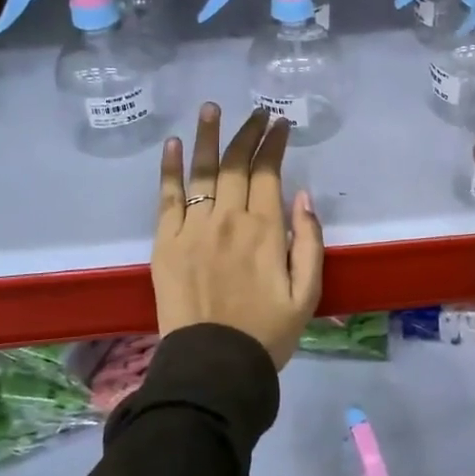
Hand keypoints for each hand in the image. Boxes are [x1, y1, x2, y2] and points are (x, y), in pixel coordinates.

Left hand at [154, 104, 324, 369]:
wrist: (213, 366)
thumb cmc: (267, 332)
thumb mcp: (308, 293)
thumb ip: (309, 242)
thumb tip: (303, 196)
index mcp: (265, 230)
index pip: (268, 172)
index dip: (274, 144)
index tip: (280, 124)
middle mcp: (228, 220)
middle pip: (235, 164)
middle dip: (248, 133)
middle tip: (257, 114)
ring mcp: (192, 229)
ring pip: (202, 172)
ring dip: (208, 136)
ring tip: (212, 108)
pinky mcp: (165, 243)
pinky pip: (167, 197)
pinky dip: (170, 168)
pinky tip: (174, 144)